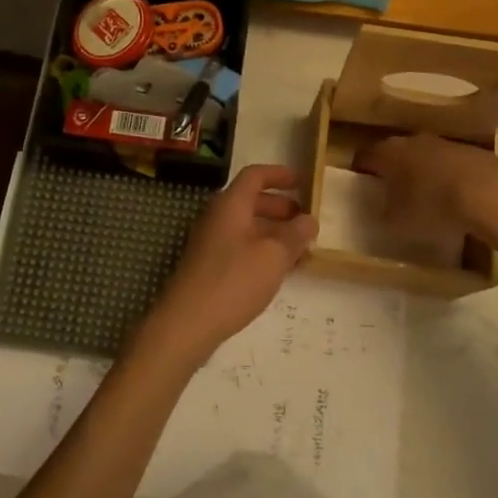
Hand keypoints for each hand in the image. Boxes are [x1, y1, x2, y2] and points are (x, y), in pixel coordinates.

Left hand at [143, 165, 316, 362]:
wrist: (188, 322)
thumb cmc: (234, 281)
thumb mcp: (274, 256)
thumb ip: (295, 235)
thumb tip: (309, 220)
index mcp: (231, 205)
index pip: (255, 175)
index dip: (280, 175)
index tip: (303, 182)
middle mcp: (218, 217)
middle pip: (251, 201)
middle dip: (281, 208)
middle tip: (305, 221)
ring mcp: (211, 242)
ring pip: (247, 226)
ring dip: (274, 232)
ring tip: (300, 250)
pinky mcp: (209, 265)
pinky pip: (240, 246)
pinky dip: (262, 250)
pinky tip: (278, 270)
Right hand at [353, 133, 497, 238]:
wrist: (489, 193)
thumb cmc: (432, 205)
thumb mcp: (398, 221)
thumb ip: (385, 214)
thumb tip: (384, 210)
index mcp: (388, 153)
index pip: (365, 155)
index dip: (361, 168)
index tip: (360, 181)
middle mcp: (413, 141)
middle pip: (396, 152)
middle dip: (393, 168)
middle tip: (391, 190)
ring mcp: (445, 143)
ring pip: (425, 156)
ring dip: (423, 172)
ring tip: (426, 196)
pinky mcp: (473, 152)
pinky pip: (451, 164)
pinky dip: (448, 177)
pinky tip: (455, 198)